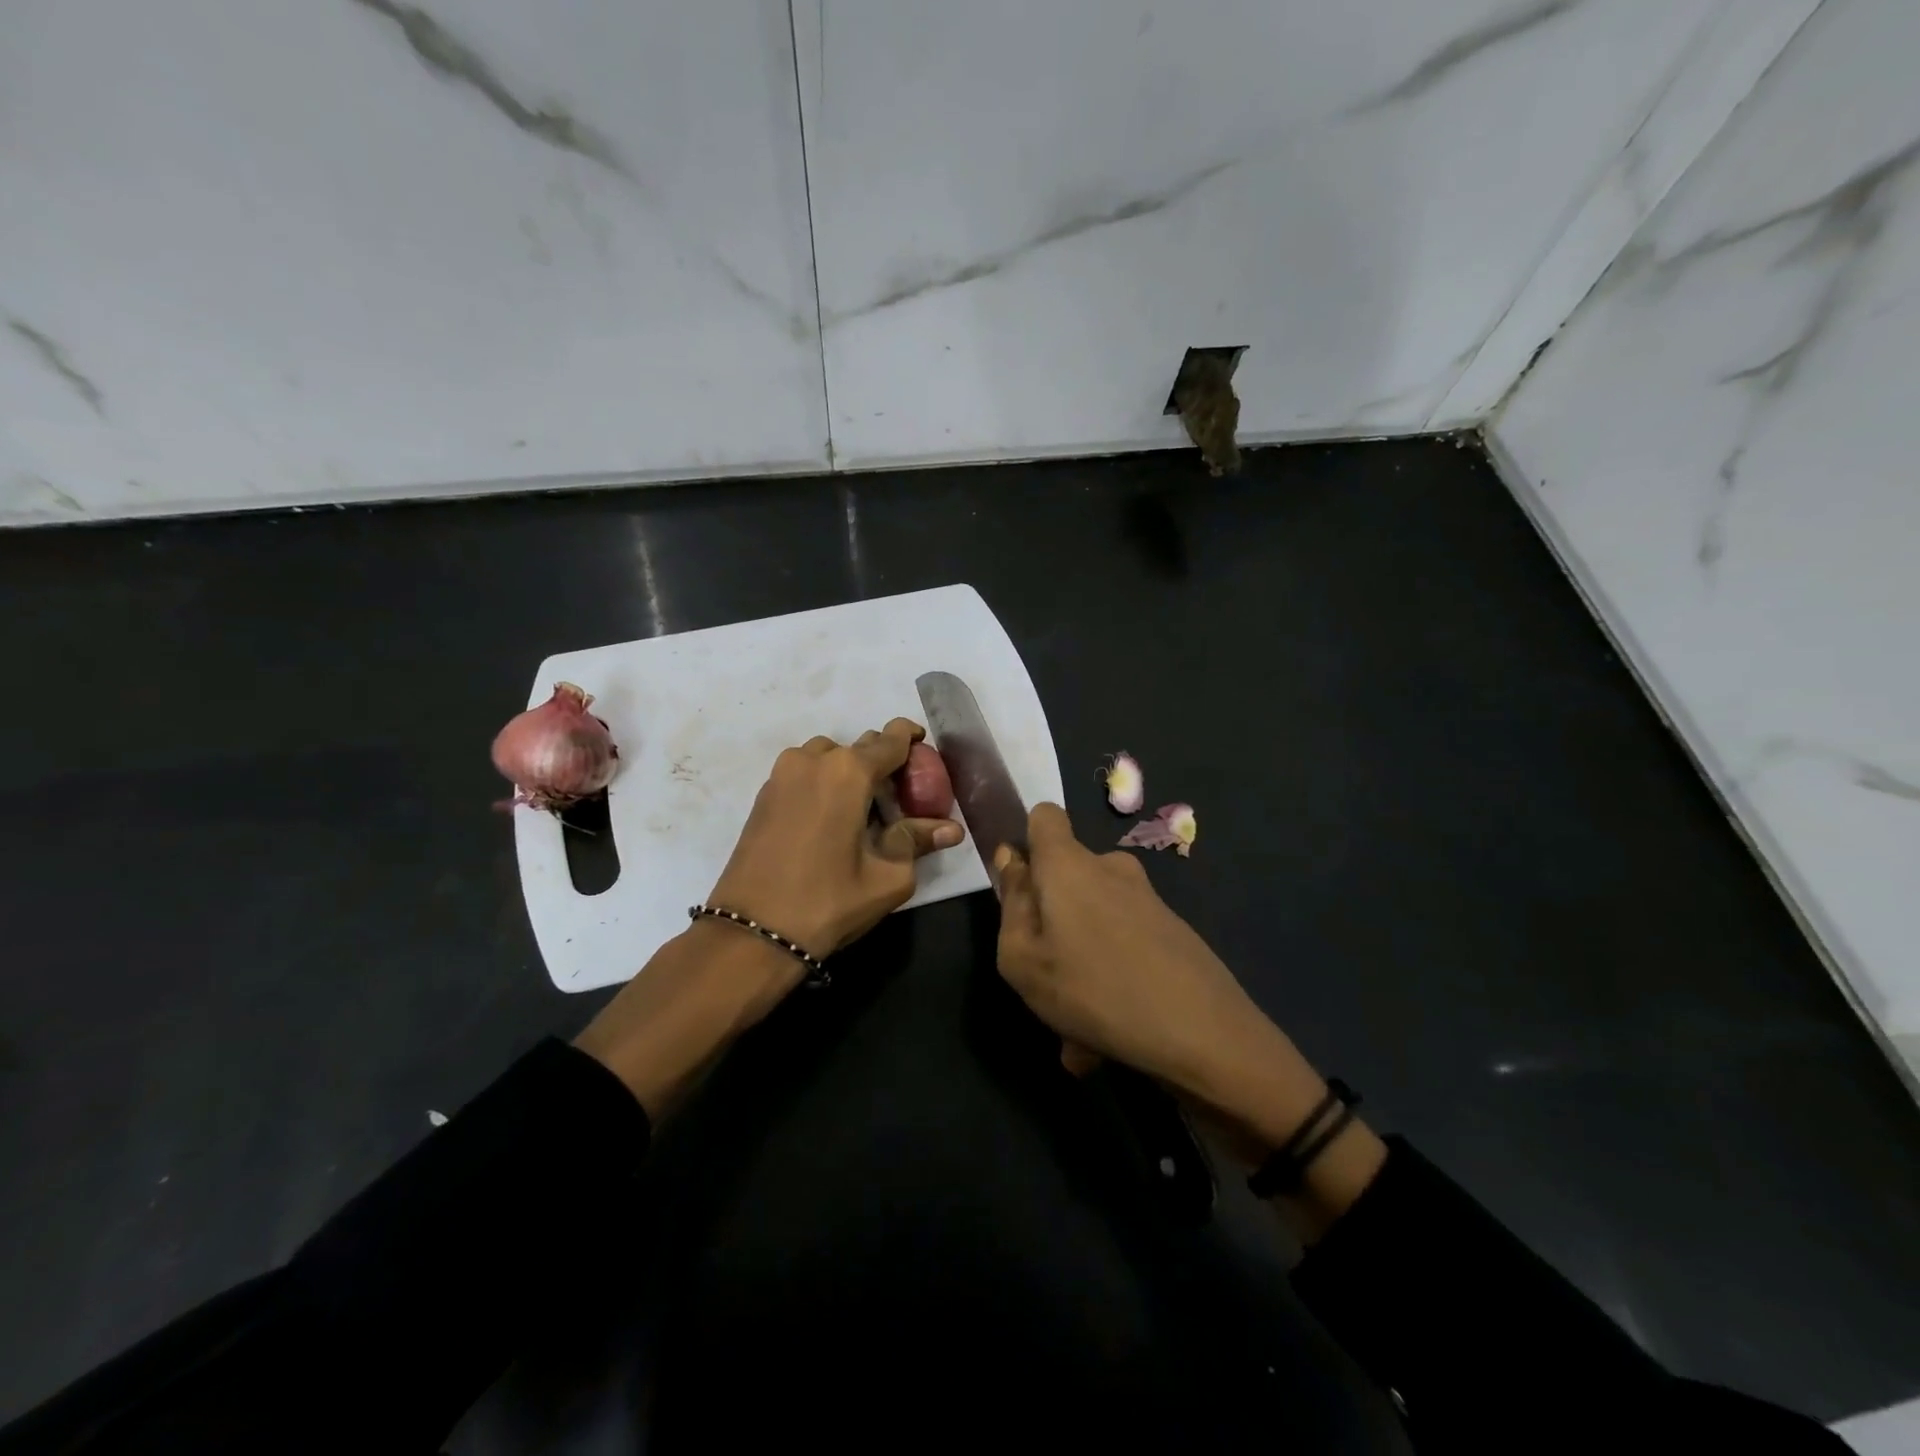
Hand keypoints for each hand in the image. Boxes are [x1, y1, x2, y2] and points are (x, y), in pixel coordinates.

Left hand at [579, 719, 961, 1119]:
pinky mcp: (763, 795)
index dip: (911, 738)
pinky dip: (824, 784)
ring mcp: (781, 775)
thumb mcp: (887, 877)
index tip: (924, 745)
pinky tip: (833, 820)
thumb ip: (918, 841)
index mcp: (848, 771)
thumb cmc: (827, 902)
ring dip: (849, 773)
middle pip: (859, 747)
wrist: (750, 933)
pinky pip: (804, 774)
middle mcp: (813, 760)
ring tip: (863, 810)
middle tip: (900, 796)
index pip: (889, 739)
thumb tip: (952, 828)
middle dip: (882, 763)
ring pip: (827, 758)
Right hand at [996, 804, 1387, 1238]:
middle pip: (1066, 879)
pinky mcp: (1173, 932)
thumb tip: (1012, 857)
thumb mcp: (1022, 957)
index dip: (1026, 842)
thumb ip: (1012, 901)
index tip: (1021, 887)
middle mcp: (1111, 869)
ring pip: (1093, 925)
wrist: (1204, 1036)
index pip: (1045, 816)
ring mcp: (1147, 900)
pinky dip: (1110, 982)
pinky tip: (1107, 1042)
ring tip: (1077, 1032)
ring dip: (1079, 966)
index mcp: (1069, 865)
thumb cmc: (1093, 990)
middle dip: (1050, 924)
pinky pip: (1124, 949)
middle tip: (1045, 981)